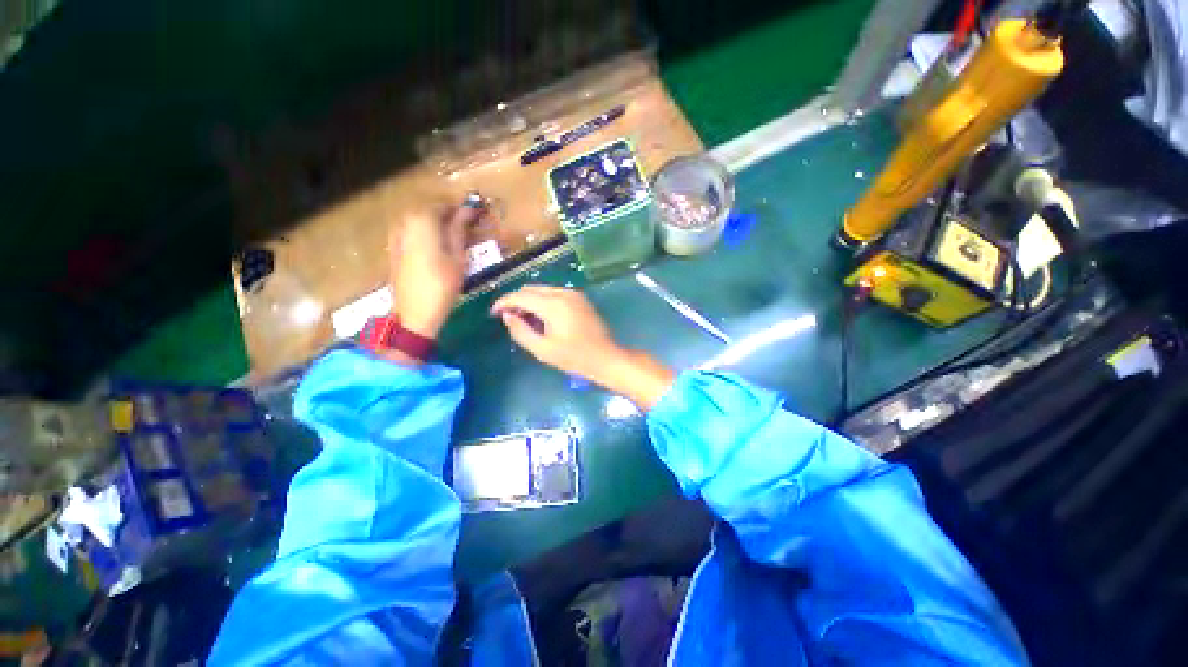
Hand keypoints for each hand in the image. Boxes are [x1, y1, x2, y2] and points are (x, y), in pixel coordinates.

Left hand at [388, 203, 480, 338]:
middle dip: (447, 217)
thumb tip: (467, 211)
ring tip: (454, 239)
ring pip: (419, 221)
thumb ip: (459, 231)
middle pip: (428, 211)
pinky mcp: (394, 248)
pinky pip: (411, 232)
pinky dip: (426, 234)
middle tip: (466, 229)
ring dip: (436, 225)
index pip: (443, 205)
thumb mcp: (457, 257)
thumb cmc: (442, 285)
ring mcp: (396, 236)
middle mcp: (405, 223)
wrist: (415, 313)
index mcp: (422, 222)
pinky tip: (437, 248)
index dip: (460, 210)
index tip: (475, 217)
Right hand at [492, 285, 674, 409]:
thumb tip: (507, 315)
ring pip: (542, 290)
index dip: (503, 302)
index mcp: (553, 304)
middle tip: (508, 319)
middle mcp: (563, 293)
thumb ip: (521, 331)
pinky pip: (554, 294)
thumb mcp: (543, 349)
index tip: (493, 313)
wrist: (606, 357)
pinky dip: (542, 302)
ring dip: (529, 301)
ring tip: (524, 320)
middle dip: (516, 301)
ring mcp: (573, 294)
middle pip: (531, 289)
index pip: (521, 296)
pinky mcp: (579, 299)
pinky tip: (541, 318)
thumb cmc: (574, 357)